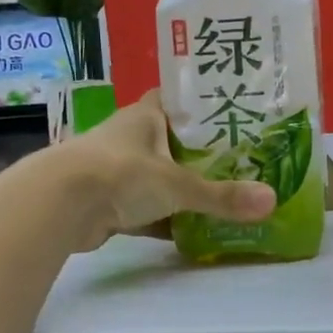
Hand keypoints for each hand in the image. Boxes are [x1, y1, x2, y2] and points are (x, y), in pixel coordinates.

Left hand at [51, 90, 274, 251]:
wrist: (59, 205)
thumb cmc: (121, 173)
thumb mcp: (178, 184)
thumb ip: (222, 196)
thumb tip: (272, 201)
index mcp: (146, 116)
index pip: (180, 101)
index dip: (205, 106)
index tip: (237, 114)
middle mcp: (132, 138)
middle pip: (175, 143)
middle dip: (204, 155)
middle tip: (246, 163)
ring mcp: (118, 171)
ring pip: (161, 179)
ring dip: (186, 190)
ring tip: (229, 197)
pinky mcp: (110, 203)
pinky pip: (147, 210)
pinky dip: (167, 221)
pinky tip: (195, 231)